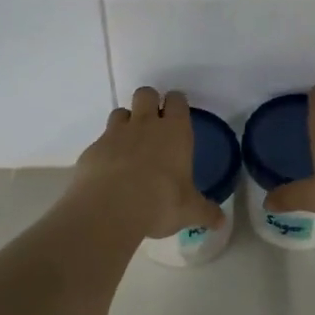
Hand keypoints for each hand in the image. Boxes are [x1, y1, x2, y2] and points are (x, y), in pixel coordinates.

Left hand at [73, 87, 225, 239]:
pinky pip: (101, 141)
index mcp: (174, 132)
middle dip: (149, 102)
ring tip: (130, 145)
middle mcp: (145, 124)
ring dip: (126, 122)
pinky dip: (106, 150)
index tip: (177, 114)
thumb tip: (221, 221)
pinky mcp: (93, 149)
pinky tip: (109, 171)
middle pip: (146, 93)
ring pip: (120, 112)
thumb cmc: (159, 203)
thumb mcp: (189, 211)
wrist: (109, 210)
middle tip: (153, 124)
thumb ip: (206, 212)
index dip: (176, 103)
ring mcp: (115, 134)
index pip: (177, 100)